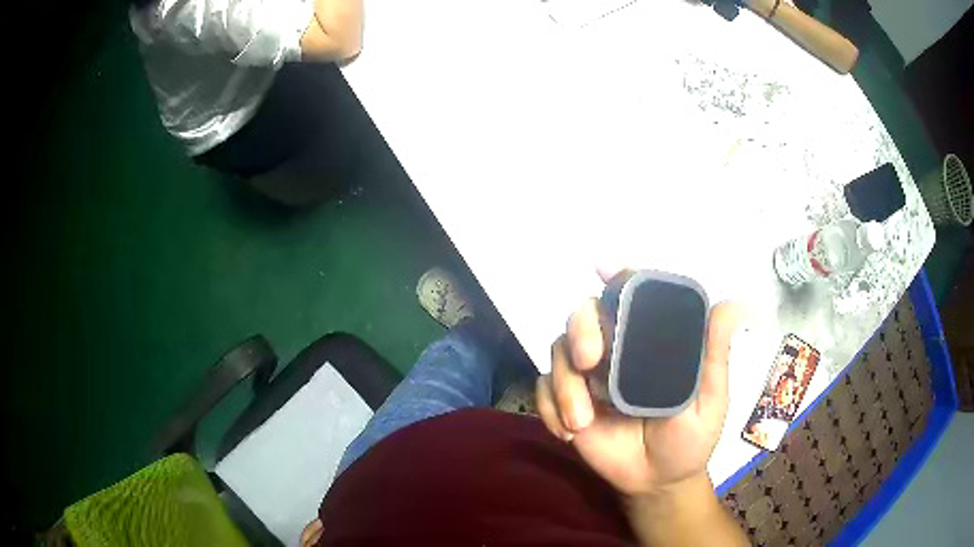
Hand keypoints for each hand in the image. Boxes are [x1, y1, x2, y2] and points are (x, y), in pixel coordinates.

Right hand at [536, 279, 743, 497]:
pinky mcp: (566, 402)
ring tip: (580, 423)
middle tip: (588, 361)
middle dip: (581, 331)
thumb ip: (713, 355)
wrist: (657, 482)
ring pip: (558, 351)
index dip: (618, 278)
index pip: (633, 298)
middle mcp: (617, 350)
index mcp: (651, 342)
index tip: (603, 267)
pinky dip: (548, 408)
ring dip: (563, 385)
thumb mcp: (710, 399)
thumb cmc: (691, 438)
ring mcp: (589, 377)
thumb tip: (730, 305)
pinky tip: (569, 434)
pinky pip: (542, 389)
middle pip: (585, 315)